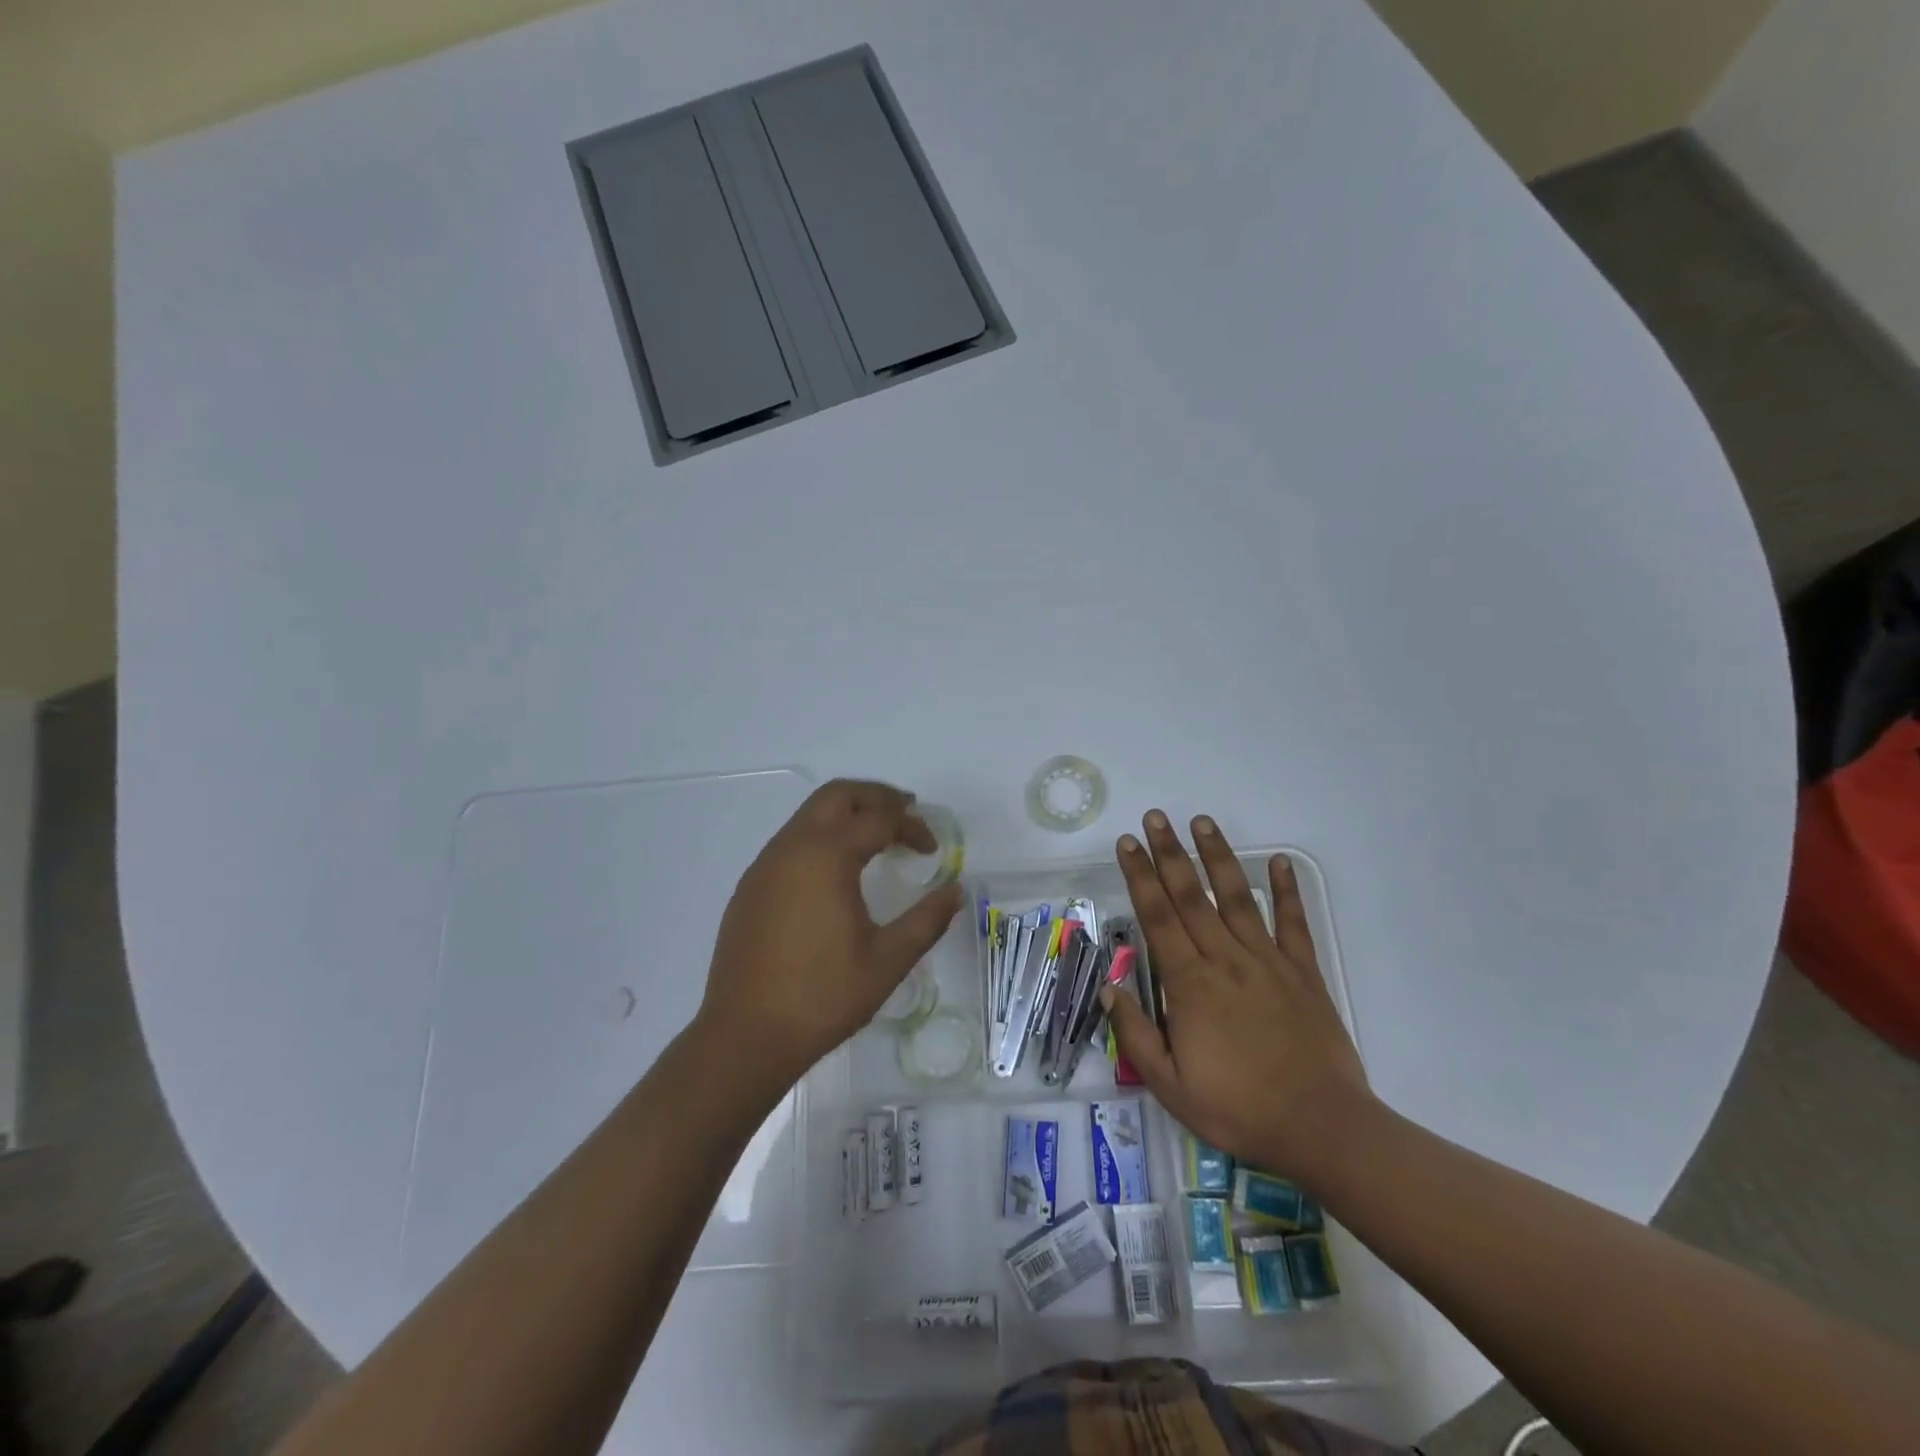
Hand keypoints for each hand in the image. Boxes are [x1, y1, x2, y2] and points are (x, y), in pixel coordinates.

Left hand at [697, 780, 962, 1087]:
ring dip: (846, 814)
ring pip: (809, 815)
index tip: (932, 851)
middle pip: (837, 795)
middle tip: (907, 812)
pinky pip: (790, 842)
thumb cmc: (823, 996)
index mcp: (826, 857)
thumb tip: (955, 891)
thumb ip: (926, 920)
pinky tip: (836, 872)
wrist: (745, 1036)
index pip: (878, 819)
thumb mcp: (887, 961)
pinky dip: (821, 837)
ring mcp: (764, 866)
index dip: (912, 827)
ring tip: (876, 838)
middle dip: (876, 797)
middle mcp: (791, 848)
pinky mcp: (750, 887)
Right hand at [1103, 811, 1372, 1188]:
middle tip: (1155, 818)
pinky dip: (1286, 891)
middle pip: (1190, 896)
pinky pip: (1292, 924)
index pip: (1157, 917)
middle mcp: (1225, 959)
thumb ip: (1135, 1034)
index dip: (1139, 877)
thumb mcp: (1169, 1085)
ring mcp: (1267, 962)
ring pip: (1236, 898)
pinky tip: (1279, 862)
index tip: (1128, 845)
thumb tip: (1110, 989)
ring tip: (1202, 822)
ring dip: (1217, 857)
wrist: (1321, 1128)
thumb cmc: (1238, 1109)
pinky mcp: (1303, 973)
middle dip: (1169, 854)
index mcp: (1190, 984)